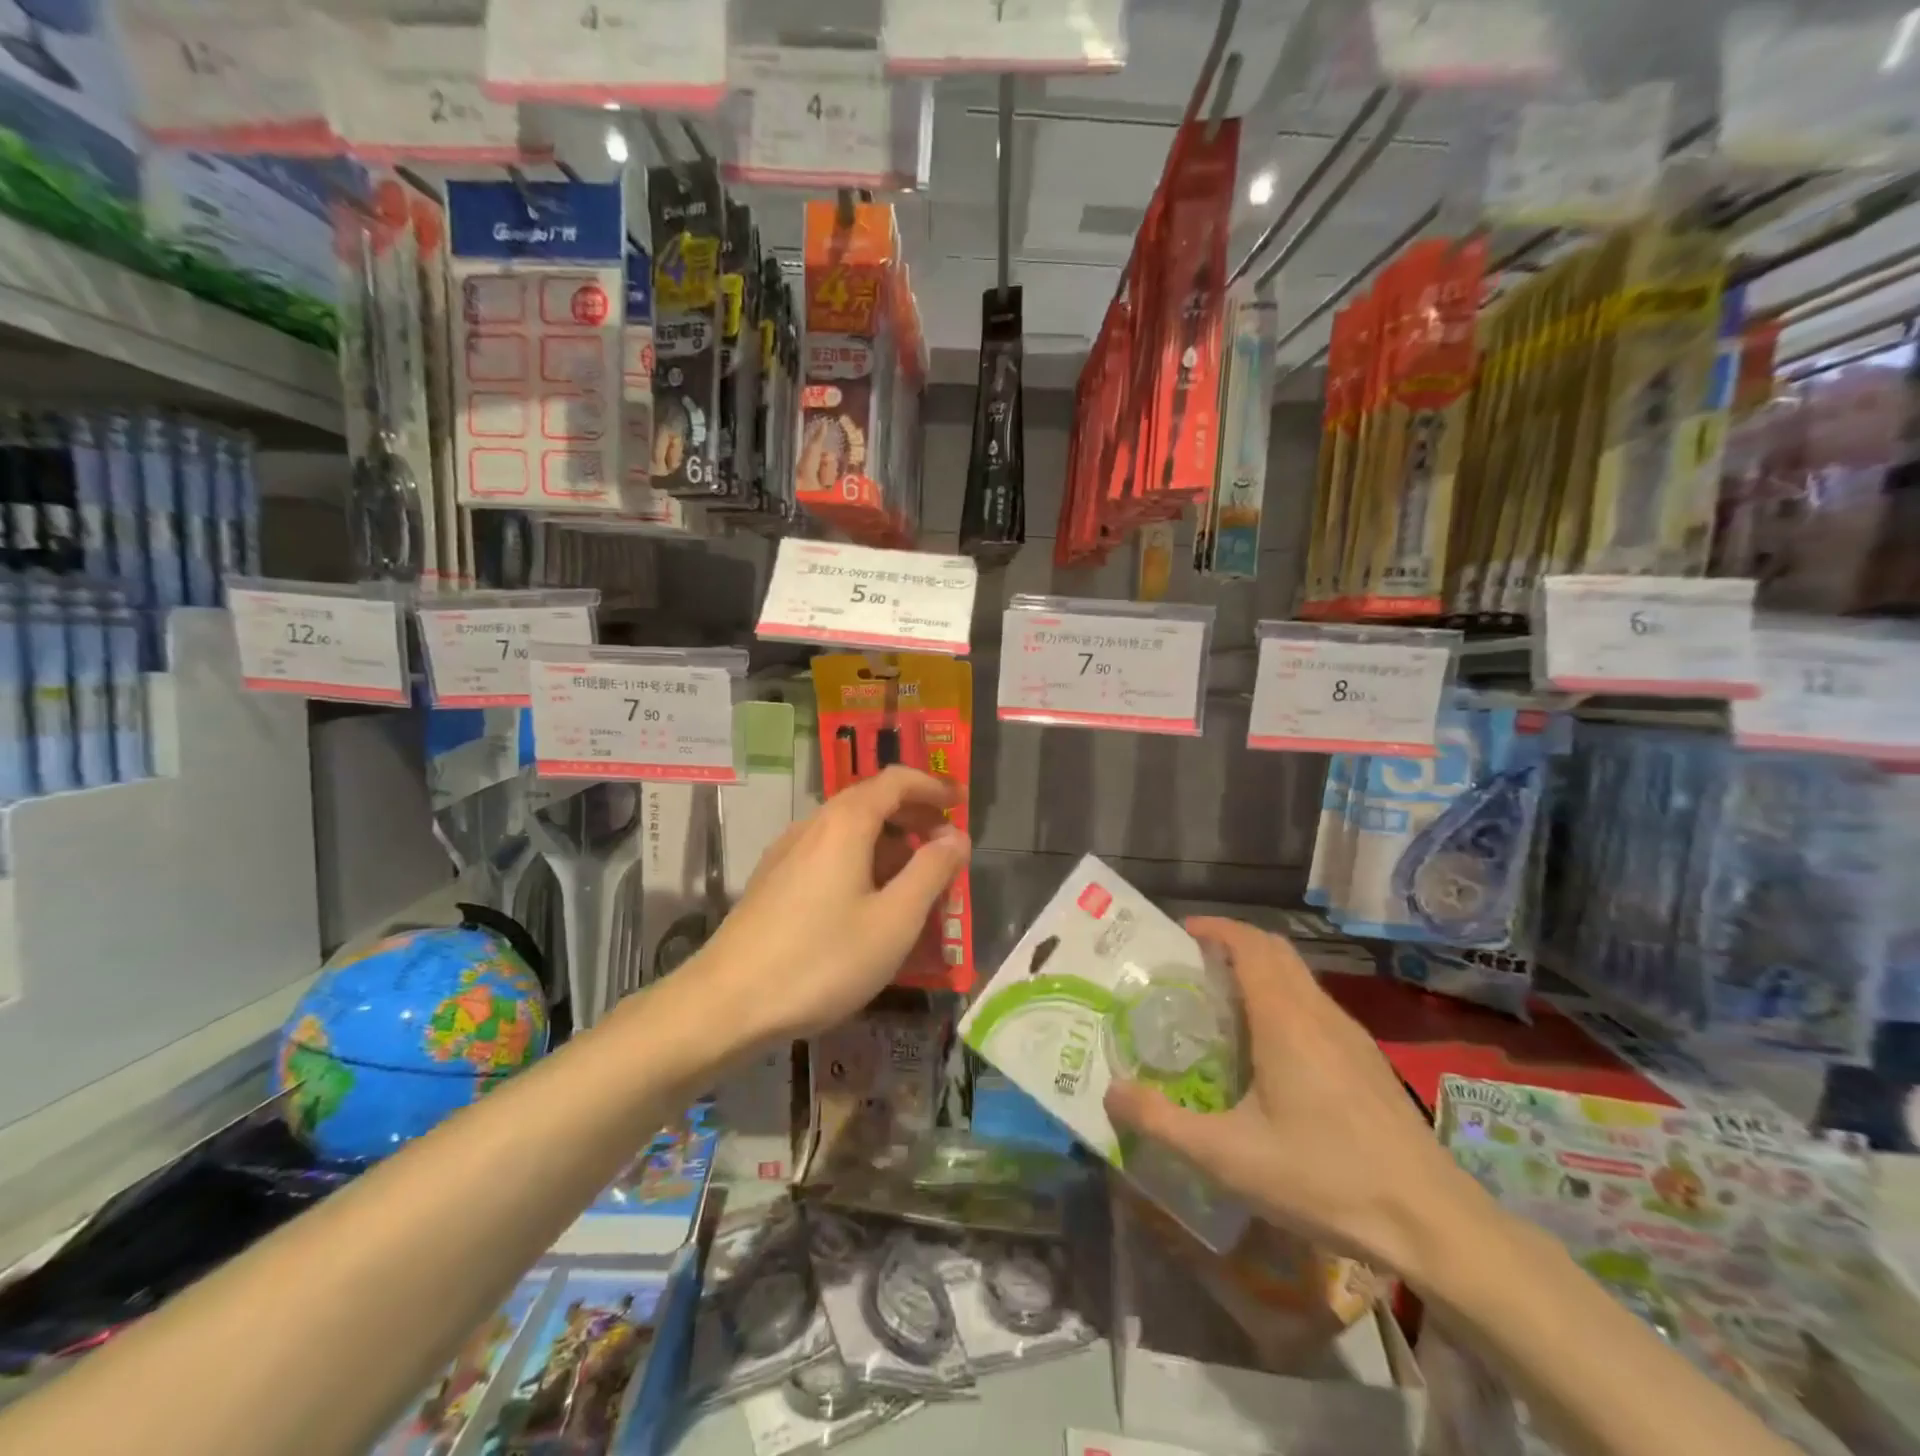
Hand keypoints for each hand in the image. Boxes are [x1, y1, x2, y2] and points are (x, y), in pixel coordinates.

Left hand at [696, 767, 969, 1043]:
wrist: (726, 1004)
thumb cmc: (821, 960)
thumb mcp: (893, 921)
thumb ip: (930, 872)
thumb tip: (956, 835)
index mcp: (845, 823)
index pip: (895, 780)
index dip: (933, 785)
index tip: (961, 801)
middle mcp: (813, 825)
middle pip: (870, 801)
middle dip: (913, 815)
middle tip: (946, 843)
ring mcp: (787, 853)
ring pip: (848, 830)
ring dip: (888, 841)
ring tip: (915, 879)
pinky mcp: (772, 881)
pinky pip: (828, 854)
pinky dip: (861, 860)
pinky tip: (868, 901)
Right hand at [1105, 917, 1489, 1279]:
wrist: (1434, 1223)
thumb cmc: (1325, 1178)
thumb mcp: (1227, 1157)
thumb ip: (1162, 1122)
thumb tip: (1110, 1092)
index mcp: (1285, 1019)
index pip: (1249, 943)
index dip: (1214, 928)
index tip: (1180, 934)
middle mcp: (1318, 1012)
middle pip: (1275, 950)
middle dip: (1233, 943)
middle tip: (1192, 967)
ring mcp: (1350, 1035)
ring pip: (1299, 977)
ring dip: (1260, 971)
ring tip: (1223, 1005)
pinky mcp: (1368, 1060)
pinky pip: (1316, 1005)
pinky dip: (1284, 999)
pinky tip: (1271, 1051)